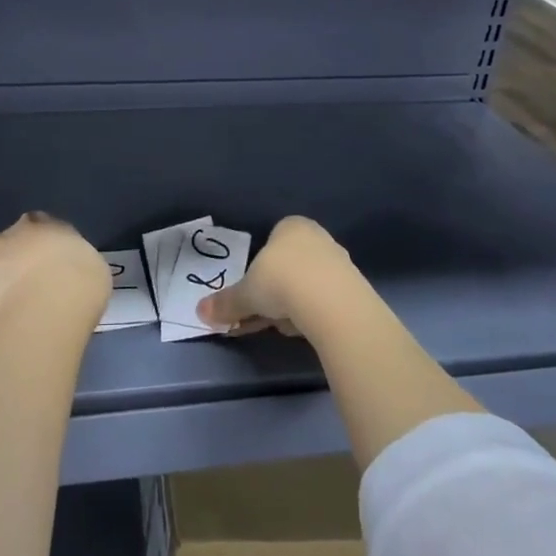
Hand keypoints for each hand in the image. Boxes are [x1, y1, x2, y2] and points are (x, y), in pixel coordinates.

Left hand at [0, 212, 110, 341]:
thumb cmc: (77, 283)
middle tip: (37, 289)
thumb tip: (66, 267)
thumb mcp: (90, 262)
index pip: (35, 225)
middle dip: (18, 264)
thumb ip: (71, 258)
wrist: (44, 315)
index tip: (53, 264)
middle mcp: (3, 240)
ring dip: (2, 288)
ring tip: (21, 315)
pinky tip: (8, 330)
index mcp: (35, 225)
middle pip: (8, 248)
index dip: (42, 244)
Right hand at [198, 215, 360, 336]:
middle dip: (276, 290)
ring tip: (286, 326)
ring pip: (308, 284)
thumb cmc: (281, 281)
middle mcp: (318, 237)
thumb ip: (226, 302)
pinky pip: (326, 300)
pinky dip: (314, 314)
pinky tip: (308, 329)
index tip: (253, 293)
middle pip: (290, 265)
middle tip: (264, 314)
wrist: (332, 303)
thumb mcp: (246, 293)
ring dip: (294, 305)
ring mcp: (340, 262)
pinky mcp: (356, 289)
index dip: (259, 269)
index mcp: (291, 226)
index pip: (271, 242)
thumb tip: (200, 312)